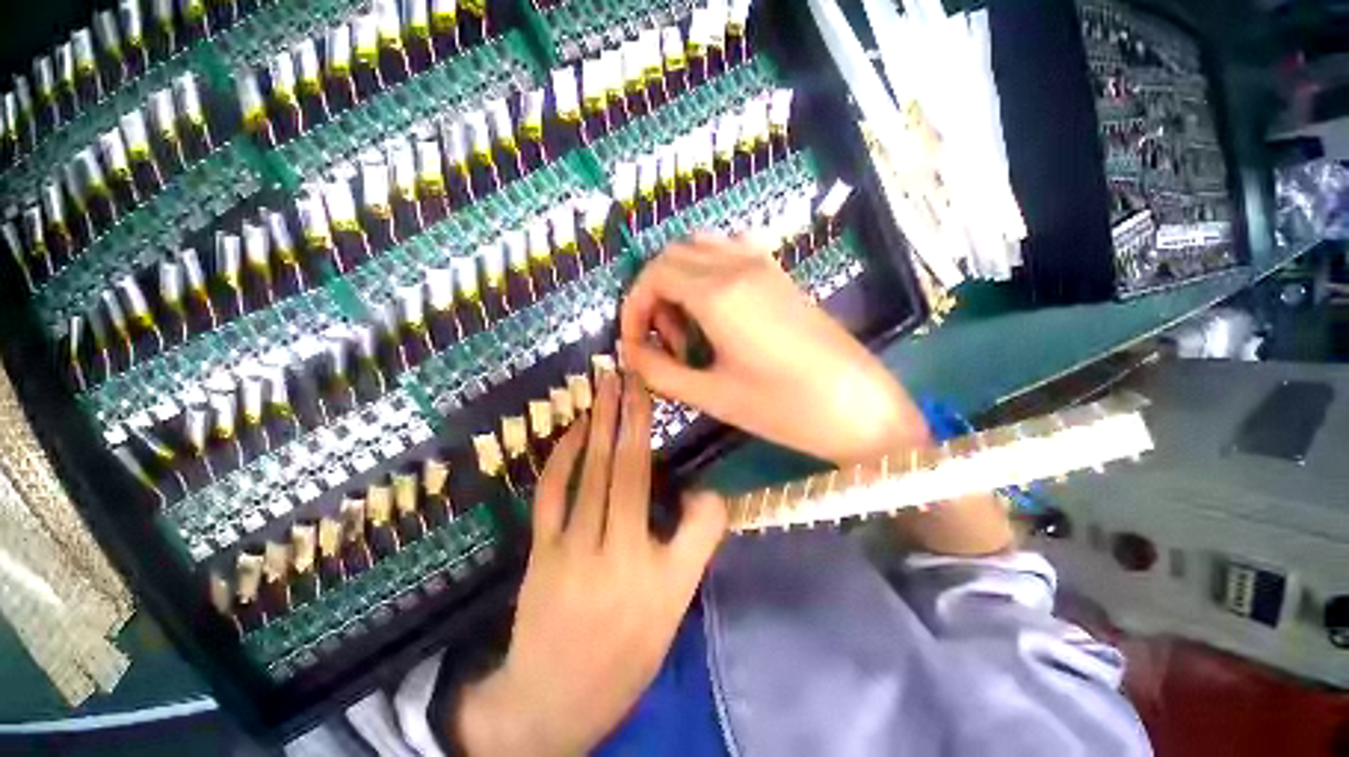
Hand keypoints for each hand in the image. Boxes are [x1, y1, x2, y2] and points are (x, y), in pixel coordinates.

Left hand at [454, 370, 727, 755]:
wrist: (555, 700)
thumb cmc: (627, 651)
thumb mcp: (676, 604)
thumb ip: (698, 542)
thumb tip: (707, 491)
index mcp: (652, 569)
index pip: (658, 487)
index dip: (651, 434)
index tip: (652, 395)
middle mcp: (611, 551)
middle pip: (621, 468)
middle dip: (626, 414)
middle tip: (628, 372)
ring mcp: (569, 549)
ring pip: (587, 474)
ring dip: (596, 424)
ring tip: (604, 386)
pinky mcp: (541, 552)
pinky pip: (551, 495)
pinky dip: (561, 458)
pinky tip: (572, 431)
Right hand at [620, 234, 930, 466]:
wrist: (859, 406)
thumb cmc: (785, 407)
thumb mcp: (713, 395)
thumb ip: (661, 372)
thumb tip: (629, 354)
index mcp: (718, 294)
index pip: (654, 276)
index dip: (632, 307)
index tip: (631, 343)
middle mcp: (738, 266)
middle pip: (672, 256)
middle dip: (652, 294)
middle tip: (661, 340)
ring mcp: (764, 266)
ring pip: (700, 248)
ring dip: (679, 280)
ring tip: (687, 327)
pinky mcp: (780, 275)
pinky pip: (730, 252)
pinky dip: (707, 272)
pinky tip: (716, 310)